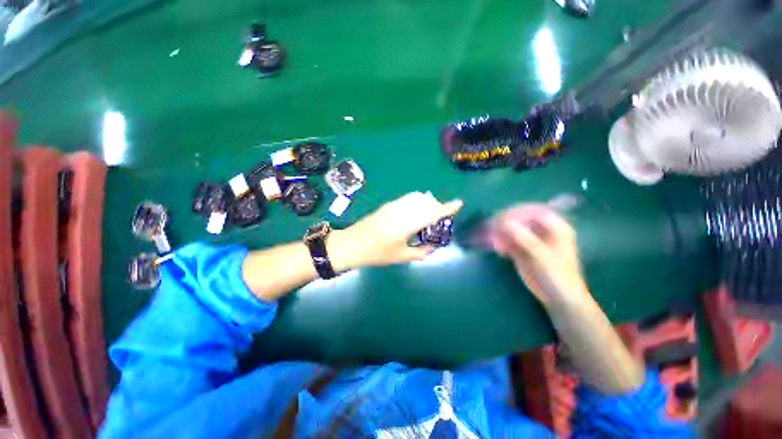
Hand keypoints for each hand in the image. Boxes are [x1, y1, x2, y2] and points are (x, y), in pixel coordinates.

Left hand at [333, 192, 462, 268]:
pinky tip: (414, 214)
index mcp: (408, 223)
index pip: (432, 212)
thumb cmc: (376, 253)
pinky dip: (417, 203)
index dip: (447, 207)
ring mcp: (394, 205)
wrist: (351, 244)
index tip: (459, 203)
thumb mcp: (401, 256)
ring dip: (427, 203)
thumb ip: (420, 252)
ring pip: (417, 198)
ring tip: (428, 217)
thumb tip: (432, 247)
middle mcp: (403, 210)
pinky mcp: (388, 205)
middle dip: (437, 206)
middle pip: (427, 201)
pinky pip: (408, 199)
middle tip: (440, 219)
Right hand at [487, 204, 587, 304]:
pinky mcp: (522, 249)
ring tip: (493, 242)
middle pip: (520, 219)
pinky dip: (501, 243)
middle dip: (505, 222)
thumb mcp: (541, 255)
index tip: (501, 218)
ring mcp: (531, 240)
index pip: (533, 211)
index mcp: (555, 227)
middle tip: (491, 227)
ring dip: (501, 234)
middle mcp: (542, 230)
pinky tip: (498, 250)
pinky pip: (508, 241)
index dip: (517, 212)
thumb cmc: (557, 275)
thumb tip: (503, 222)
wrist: (558, 298)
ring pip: (512, 230)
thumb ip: (523, 237)